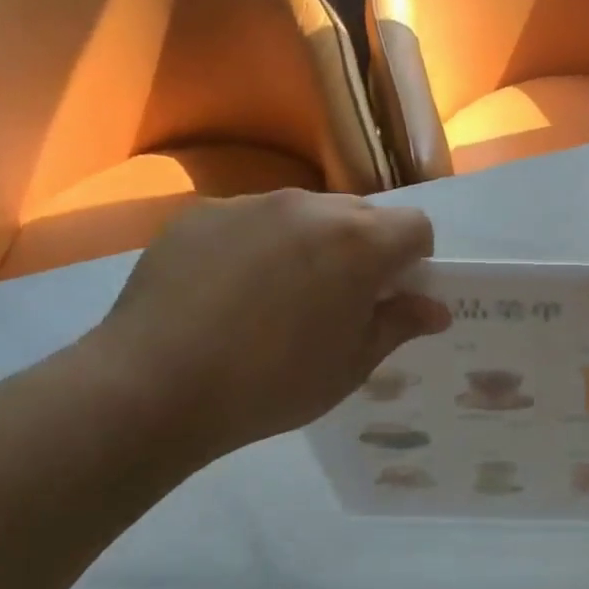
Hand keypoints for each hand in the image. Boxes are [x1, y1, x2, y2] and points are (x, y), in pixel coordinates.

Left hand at [81, 191, 448, 462]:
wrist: (154, 385)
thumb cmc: (272, 383)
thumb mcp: (350, 366)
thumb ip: (398, 325)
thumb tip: (434, 309)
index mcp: (358, 242)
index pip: (416, 226)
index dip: (414, 261)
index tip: (391, 296)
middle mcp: (310, 206)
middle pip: (361, 214)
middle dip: (364, 249)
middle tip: (337, 300)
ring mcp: (251, 204)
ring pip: (304, 214)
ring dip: (311, 244)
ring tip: (275, 298)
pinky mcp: (202, 213)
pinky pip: (251, 220)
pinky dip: (258, 245)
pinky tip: (227, 292)